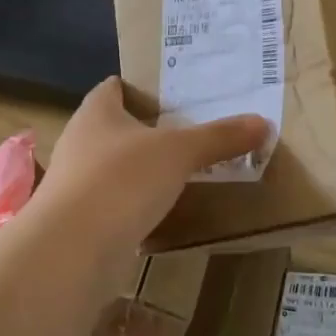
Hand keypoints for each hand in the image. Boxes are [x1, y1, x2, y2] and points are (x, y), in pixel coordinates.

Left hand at [30, 76, 269, 257]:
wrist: (72, 249)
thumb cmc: (121, 180)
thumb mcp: (179, 152)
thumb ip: (219, 137)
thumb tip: (263, 123)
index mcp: (96, 112)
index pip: (114, 87)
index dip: (140, 86)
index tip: (174, 92)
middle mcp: (80, 142)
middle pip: (115, 128)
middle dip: (147, 130)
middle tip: (190, 131)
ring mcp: (76, 184)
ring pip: (114, 168)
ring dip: (141, 171)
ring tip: (182, 172)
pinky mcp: (80, 222)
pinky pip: (114, 204)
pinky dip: (136, 205)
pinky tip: (162, 212)